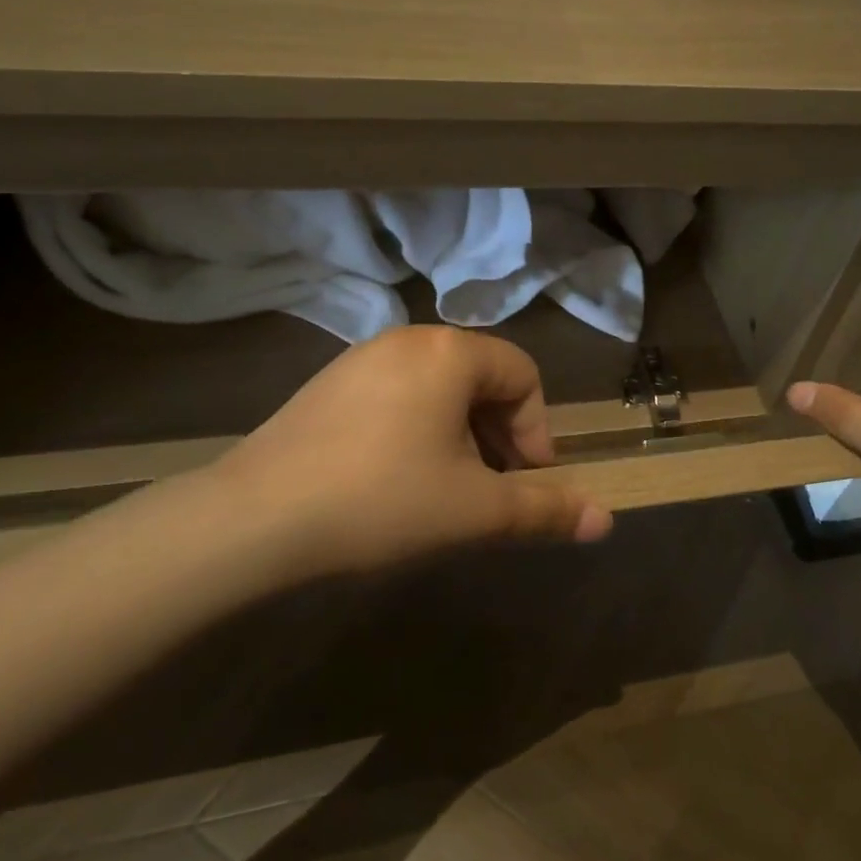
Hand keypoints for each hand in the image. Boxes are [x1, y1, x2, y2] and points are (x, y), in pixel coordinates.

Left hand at [205, 326, 612, 581]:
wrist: (252, 520)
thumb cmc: (382, 502)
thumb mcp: (475, 510)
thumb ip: (546, 510)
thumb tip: (608, 520)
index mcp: (450, 353)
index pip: (523, 375)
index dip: (537, 431)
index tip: (525, 482)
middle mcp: (408, 339)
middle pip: (482, 378)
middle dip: (500, 434)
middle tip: (491, 488)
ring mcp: (361, 358)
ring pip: (439, 388)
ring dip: (461, 434)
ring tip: (446, 487)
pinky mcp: (327, 384)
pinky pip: (397, 395)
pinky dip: (418, 429)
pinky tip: (396, 478)